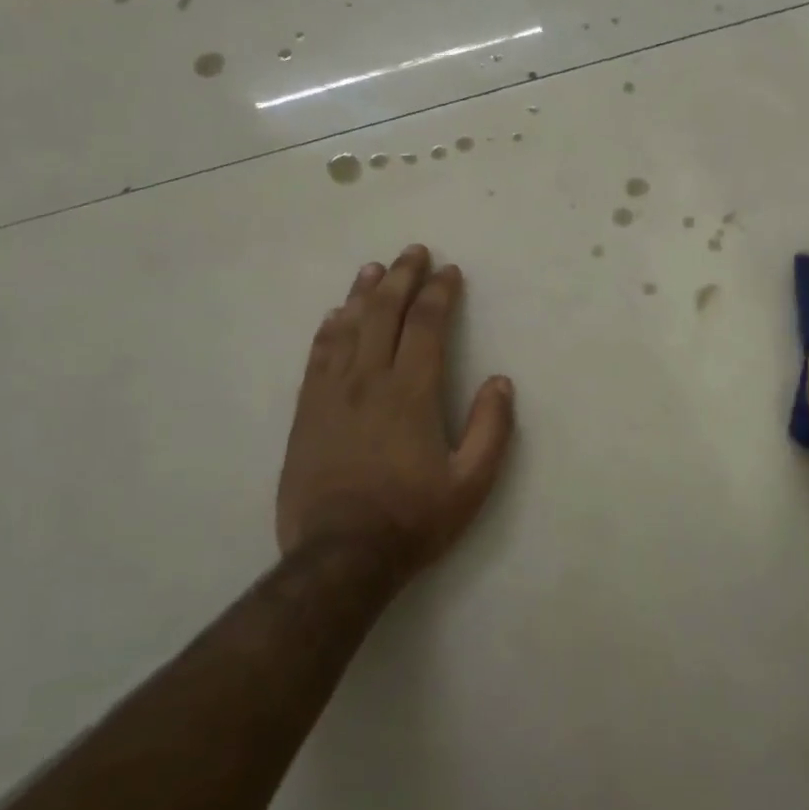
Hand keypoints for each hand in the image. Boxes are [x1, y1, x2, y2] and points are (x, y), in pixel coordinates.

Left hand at [276, 245, 515, 571]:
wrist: (340, 558)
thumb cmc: (412, 519)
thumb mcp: (471, 483)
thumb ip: (491, 428)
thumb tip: (501, 382)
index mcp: (411, 392)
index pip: (426, 325)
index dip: (439, 293)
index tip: (449, 272)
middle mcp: (369, 381)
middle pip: (384, 314)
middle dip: (402, 278)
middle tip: (413, 252)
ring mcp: (332, 394)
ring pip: (348, 328)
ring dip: (363, 293)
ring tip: (374, 268)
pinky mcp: (307, 413)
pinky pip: (318, 357)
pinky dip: (329, 329)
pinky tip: (335, 315)